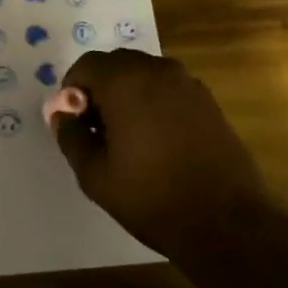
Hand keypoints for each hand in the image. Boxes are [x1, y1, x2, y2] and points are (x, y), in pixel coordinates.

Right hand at [50, 49, 266, 256]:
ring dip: (127, 94)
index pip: (86, 65)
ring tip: (127, 137)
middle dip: (100, 89)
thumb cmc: (152, 198)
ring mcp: (188, 83)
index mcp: (126, 82)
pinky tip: (157, 140)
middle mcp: (158, 70)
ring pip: (144, 74)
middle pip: (116, 64)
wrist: (226, 223)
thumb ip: (71, 137)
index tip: (75, 123)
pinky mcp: (208, 100)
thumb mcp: (96, 175)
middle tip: (97, 130)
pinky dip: (153, 101)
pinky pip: (168, 88)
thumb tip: (61, 113)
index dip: (72, 90)